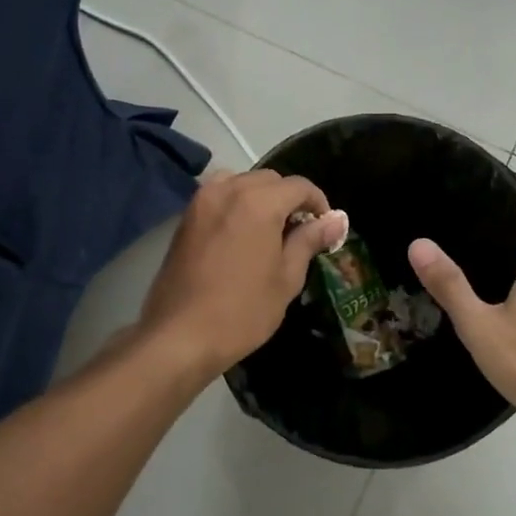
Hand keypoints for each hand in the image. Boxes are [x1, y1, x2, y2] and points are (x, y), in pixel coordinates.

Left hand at [141, 170, 348, 376]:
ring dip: (261, 197)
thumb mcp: (286, 278)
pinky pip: (219, 195)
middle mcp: (229, 190)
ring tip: (269, 231)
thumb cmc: (242, 311)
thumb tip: (336, 220)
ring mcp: (202, 201)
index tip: (326, 228)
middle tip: (300, 233)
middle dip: (289, 199)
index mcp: (259, 202)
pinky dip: (236, 204)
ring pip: (241, 182)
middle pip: (270, 180)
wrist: (180, 336)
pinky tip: (242, 236)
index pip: (299, 186)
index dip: (319, 203)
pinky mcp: (185, 217)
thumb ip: (309, 241)